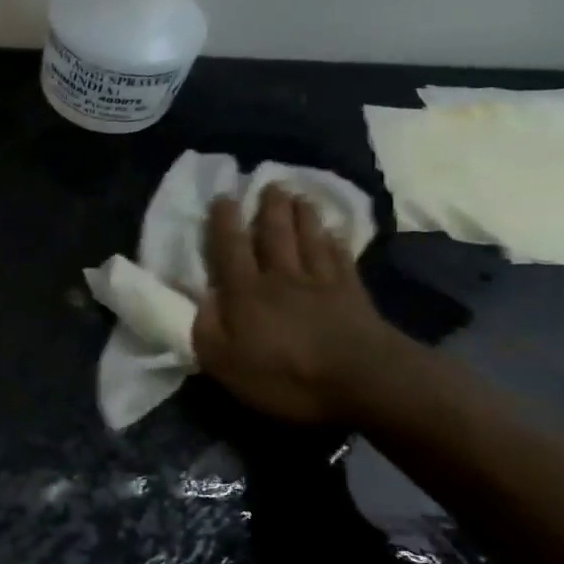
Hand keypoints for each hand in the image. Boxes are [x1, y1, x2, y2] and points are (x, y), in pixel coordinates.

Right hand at [192, 188, 403, 422]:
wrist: (363, 380)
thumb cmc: (286, 375)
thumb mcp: (226, 363)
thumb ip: (207, 329)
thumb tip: (200, 299)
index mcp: (246, 293)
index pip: (230, 249)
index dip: (224, 222)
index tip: (224, 197)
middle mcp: (281, 278)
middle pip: (274, 235)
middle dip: (270, 208)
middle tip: (270, 183)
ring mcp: (321, 283)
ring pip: (309, 240)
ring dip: (303, 217)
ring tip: (300, 197)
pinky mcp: (353, 295)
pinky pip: (342, 260)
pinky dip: (337, 243)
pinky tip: (336, 233)